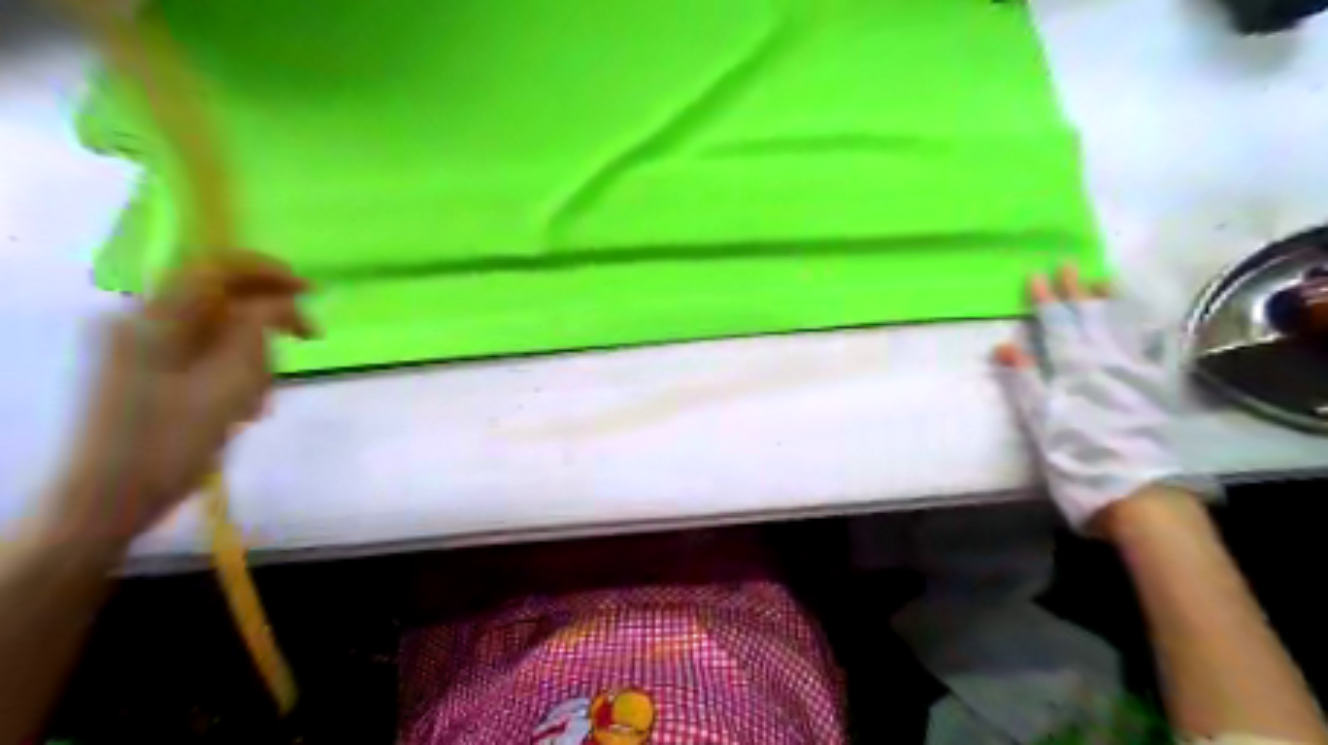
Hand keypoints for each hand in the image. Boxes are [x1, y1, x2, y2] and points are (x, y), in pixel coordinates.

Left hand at [49, 252, 314, 544]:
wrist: (109, 499)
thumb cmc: (174, 440)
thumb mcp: (230, 381)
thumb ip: (257, 329)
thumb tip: (282, 301)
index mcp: (153, 318)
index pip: (214, 268)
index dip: (267, 271)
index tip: (311, 291)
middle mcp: (139, 321)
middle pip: (216, 298)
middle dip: (265, 318)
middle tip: (306, 339)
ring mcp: (136, 347)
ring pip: (214, 328)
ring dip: (251, 351)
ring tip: (263, 394)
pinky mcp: (142, 371)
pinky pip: (201, 352)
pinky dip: (232, 368)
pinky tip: (243, 404)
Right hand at [991, 263, 1215, 531]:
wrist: (1137, 492)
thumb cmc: (1077, 458)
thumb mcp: (1041, 421)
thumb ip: (1025, 380)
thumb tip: (1004, 345)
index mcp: (1076, 370)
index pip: (1058, 325)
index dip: (1046, 301)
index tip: (1035, 276)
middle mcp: (1108, 363)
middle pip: (1091, 319)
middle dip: (1076, 291)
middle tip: (1068, 265)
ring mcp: (1135, 374)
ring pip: (1122, 328)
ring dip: (1109, 302)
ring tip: (1101, 279)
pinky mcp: (1154, 390)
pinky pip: (1151, 349)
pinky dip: (1145, 330)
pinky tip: (1144, 320)